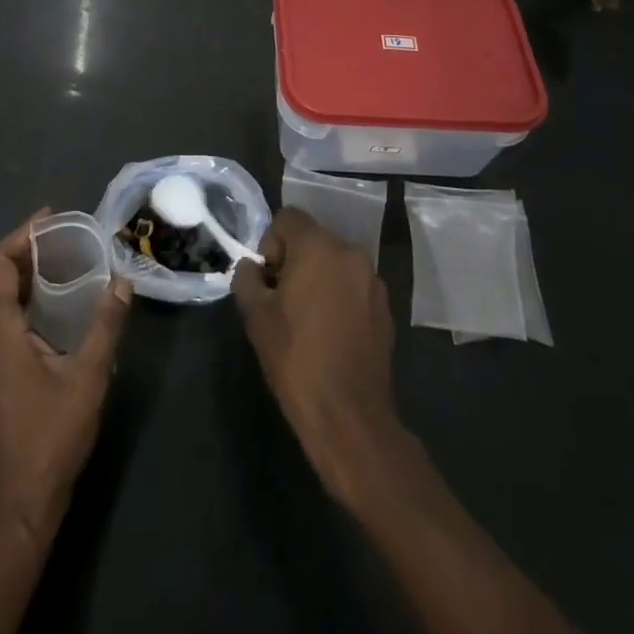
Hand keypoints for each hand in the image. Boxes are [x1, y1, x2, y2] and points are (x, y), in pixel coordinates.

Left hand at [0, 209, 131, 543]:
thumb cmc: (51, 435)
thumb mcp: (87, 376)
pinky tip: (63, 303)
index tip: (52, 218)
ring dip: (31, 273)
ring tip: (69, 258)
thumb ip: (105, 325)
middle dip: (29, 249)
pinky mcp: (2, 371)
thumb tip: (123, 281)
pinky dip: (32, 297)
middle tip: (68, 234)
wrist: (23, 502)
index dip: (21, 235)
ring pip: (4, 298)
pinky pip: (11, 317)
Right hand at [232, 207, 398, 503]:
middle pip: (312, 238)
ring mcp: (373, 281)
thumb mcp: (256, 316)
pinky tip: (329, 333)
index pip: (288, 218)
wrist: (349, 416)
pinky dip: (338, 296)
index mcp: (318, 247)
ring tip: (305, 318)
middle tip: (281, 300)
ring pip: (334, 262)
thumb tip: (252, 268)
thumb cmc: (296, 359)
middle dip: (293, 260)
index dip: (270, 243)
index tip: (268, 280)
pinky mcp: (386, 307)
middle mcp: (350, 253)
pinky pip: (352, 285)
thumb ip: (248, 279)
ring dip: (317, 278)